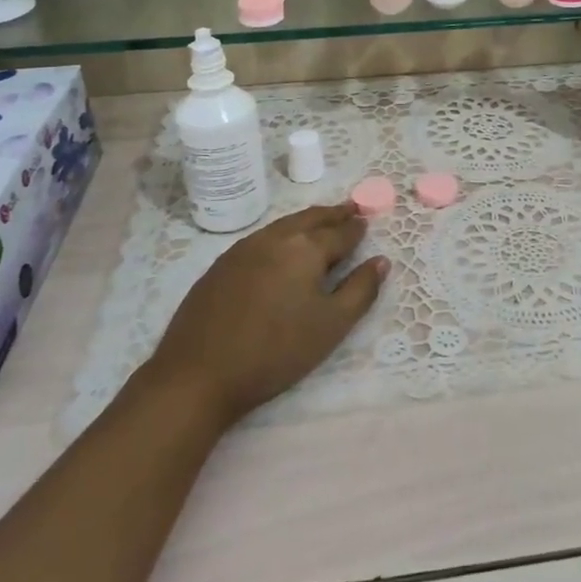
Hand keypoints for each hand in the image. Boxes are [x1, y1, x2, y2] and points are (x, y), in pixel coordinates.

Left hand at [140, 204, 386, 427]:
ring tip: (321, 222)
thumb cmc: (275, 351)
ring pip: (284, 225)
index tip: (367, 221)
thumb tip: (382, 261)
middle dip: (334, 213)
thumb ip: (361, 290)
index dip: (357, 228)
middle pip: (311, 218)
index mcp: (306, 248)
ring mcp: (244, 248)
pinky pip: (262, 238)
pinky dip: (282, 234)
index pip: (340, 232)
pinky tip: (282, 246)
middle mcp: (276, 238)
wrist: (198, 373)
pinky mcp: (221, 264)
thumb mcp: (331, 326)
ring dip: (307, 220)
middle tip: (351, 208)